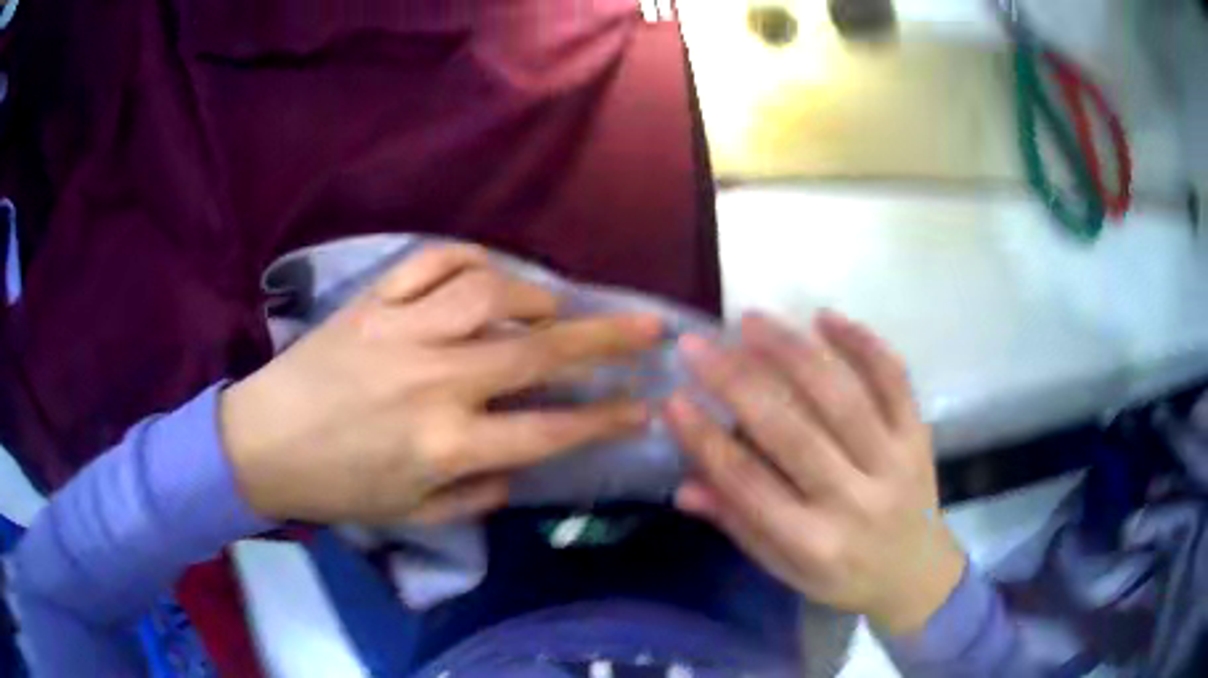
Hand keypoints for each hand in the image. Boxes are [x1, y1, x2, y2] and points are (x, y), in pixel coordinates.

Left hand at [221, 245, 660, 525]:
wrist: (262, 444)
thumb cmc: (337, 487)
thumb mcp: (412, 513)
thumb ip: (478, 492)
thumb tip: (522, 463)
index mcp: (445, 443)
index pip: (548, 432)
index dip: (605, 420)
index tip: (644, 406)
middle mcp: (434, 381)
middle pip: (537, 352)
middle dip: (606, 340)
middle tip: (649, 326)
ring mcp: (401, 332)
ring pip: (489, 293)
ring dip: (536, 295)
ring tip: (555, 306)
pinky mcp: (371, 302)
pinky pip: (430, 263)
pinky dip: (469, 259)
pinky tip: (489, 272)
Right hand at [665, 311, 964, 634]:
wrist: (916, 574)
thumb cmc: (843, 577)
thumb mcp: (785, 569)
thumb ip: (738, 525)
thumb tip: (684, 486)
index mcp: (814, 543)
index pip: (749, 484)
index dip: (705, 440)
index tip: (672, 399)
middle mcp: (855, 501)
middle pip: (793, 433)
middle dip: (738, 383)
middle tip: (698, 345)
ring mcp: (894, 462)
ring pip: (842, 397)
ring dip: (794, 352)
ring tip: (752, 321)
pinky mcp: (918, 435)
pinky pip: (895, 380)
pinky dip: (863, 343)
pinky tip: (825, 317)